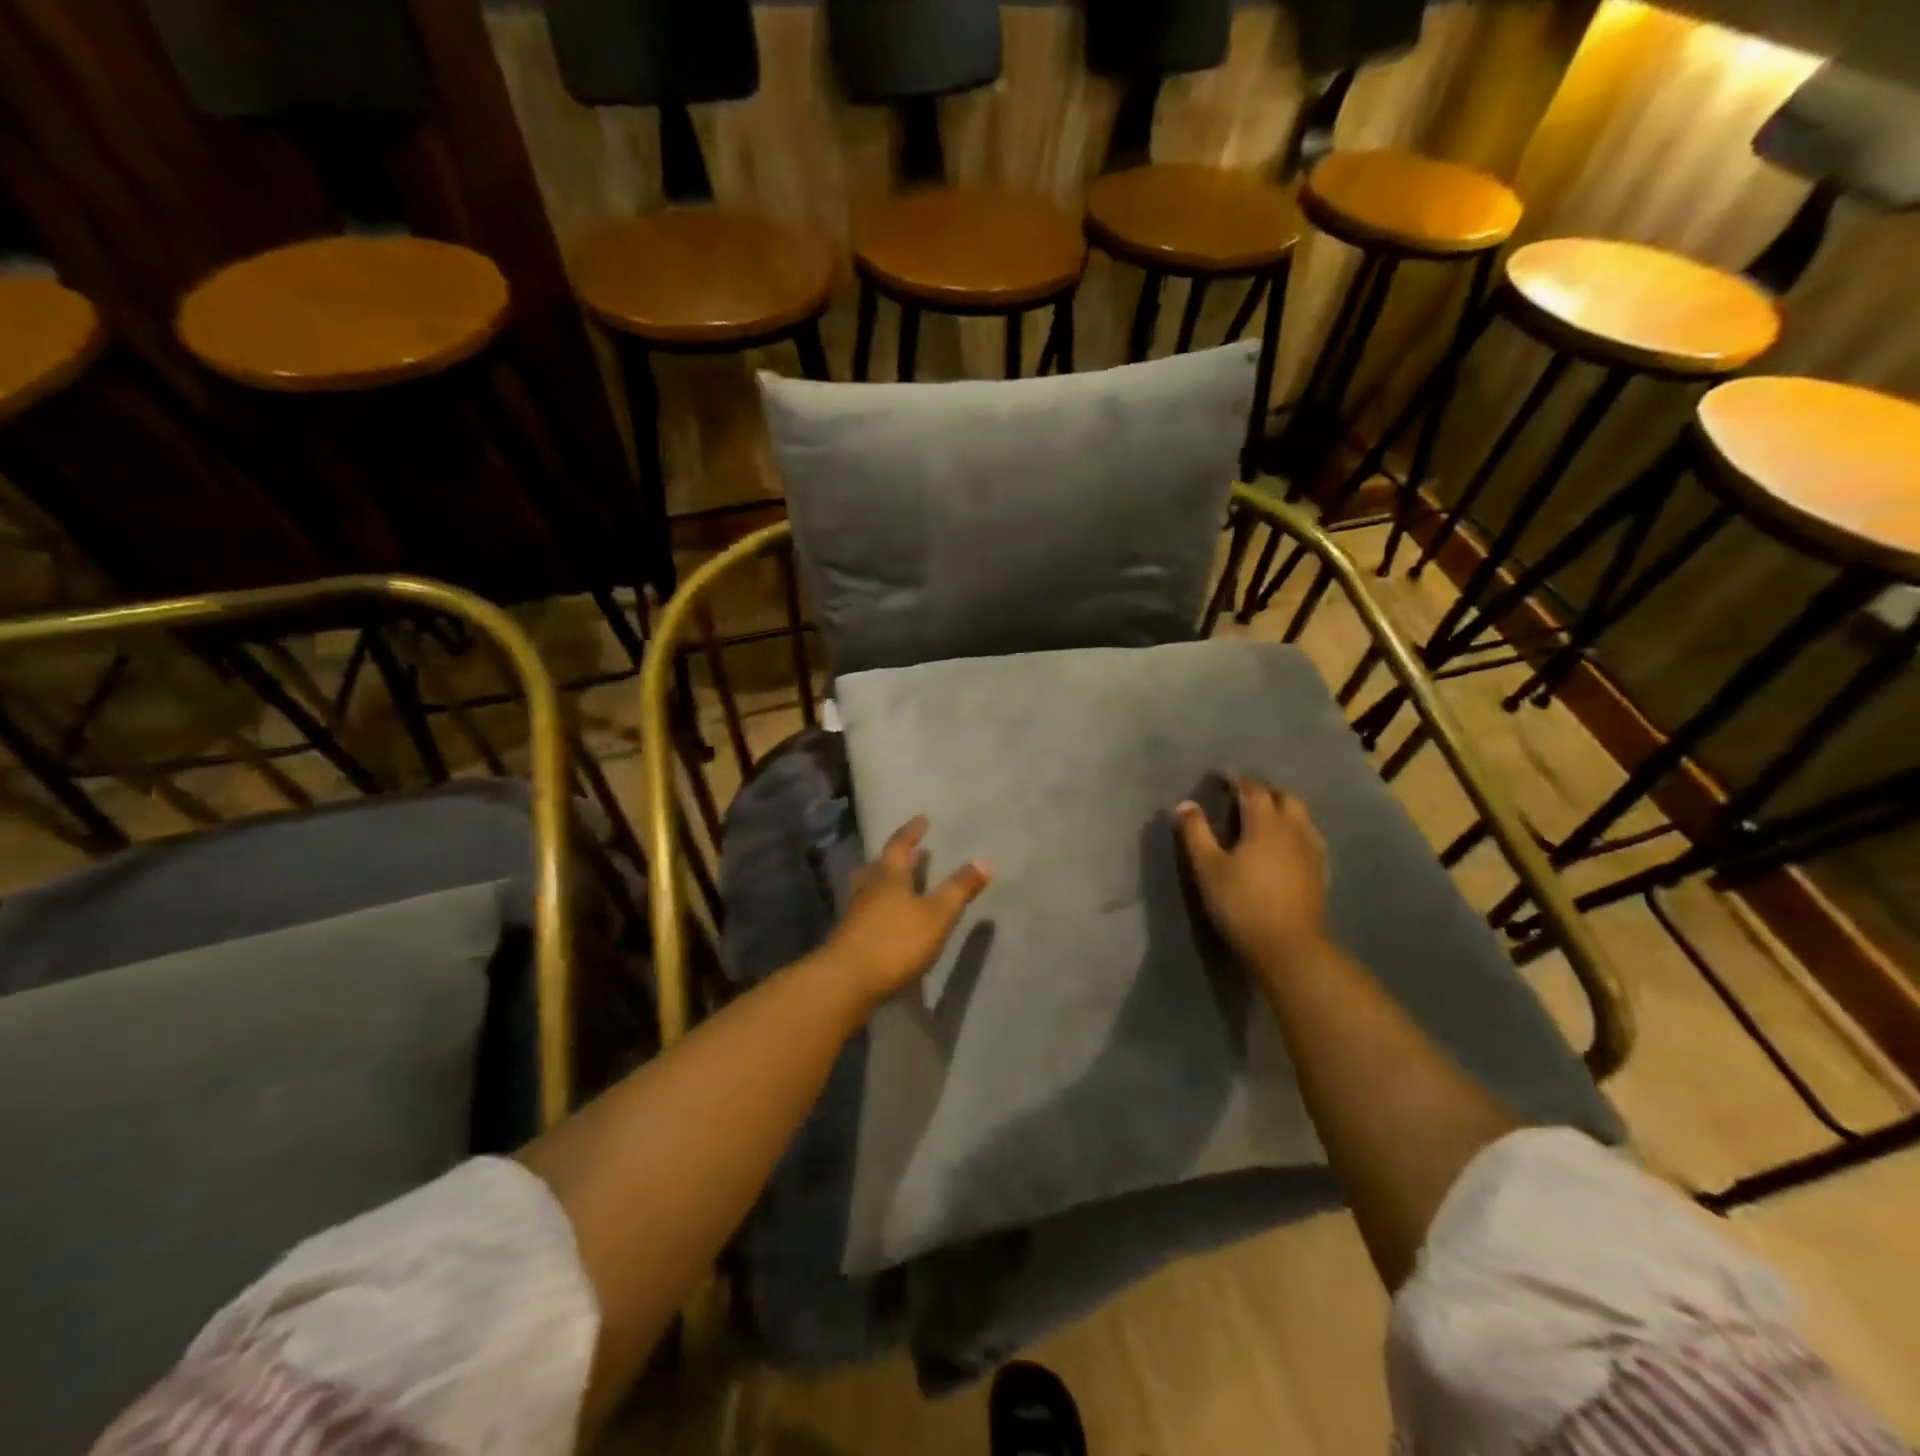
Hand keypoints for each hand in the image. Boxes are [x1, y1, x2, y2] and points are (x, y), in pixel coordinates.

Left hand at [819, 816, 990, 1007]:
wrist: (845, 981)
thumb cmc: (895, 941)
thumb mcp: (936, 915)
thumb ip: (959, 889)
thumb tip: (984, 860)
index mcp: (889, 876)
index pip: (900, 845)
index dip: (911, 832)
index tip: (922, 819)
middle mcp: (869, 888)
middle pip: (880, 865)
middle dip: (897, 858)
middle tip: (913, 853)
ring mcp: (855, 913)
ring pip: (870, 888)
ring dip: (885, 882)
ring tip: (899, 883)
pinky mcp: (849, 937)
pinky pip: (866, 911)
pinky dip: (879, 907)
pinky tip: (887, 919)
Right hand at [1175, 775, 1328, 973]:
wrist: (1289, 948)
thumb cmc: (1242, 904)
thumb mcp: (1208, 868)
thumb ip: (1196, 833)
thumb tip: (1186, 804)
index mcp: (1265, 823)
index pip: (1253, 789)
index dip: (1237, 780)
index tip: (1222, 778)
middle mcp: (1293, 828)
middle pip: (1284, 796)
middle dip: (1264, 791)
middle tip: (1242, 796)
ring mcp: (1312, 850)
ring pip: (1301, 816)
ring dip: (1283, 808)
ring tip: (1264, 818)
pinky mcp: (1321, 871)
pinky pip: (1310, 837)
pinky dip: (1296, 831)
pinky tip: (1286, 845)